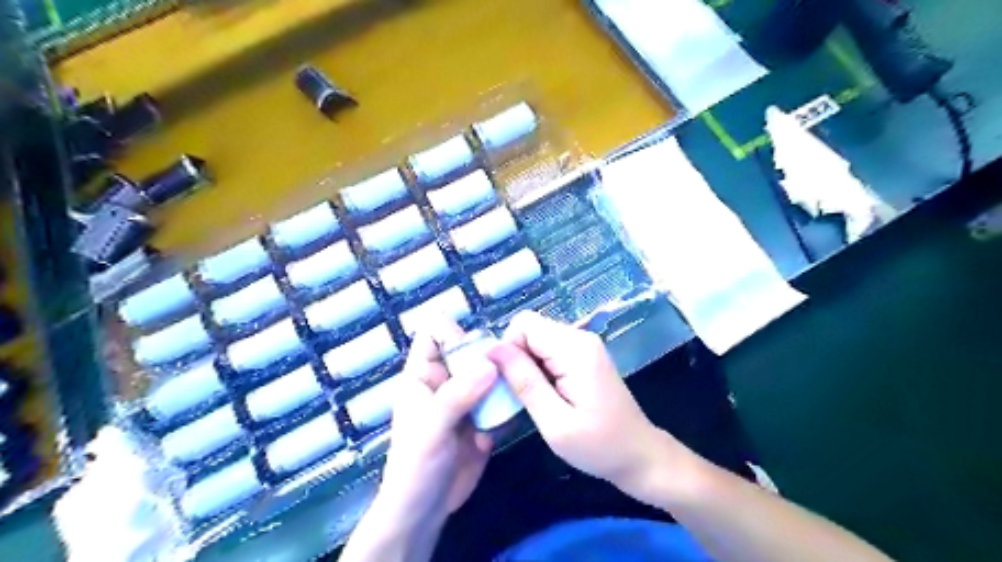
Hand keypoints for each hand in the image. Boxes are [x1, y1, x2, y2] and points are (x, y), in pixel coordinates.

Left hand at [375, 318, 496, 529]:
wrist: (424, 512)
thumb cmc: (415, 466)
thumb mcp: (432, 427)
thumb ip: (458, 395)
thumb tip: (491, 363)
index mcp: (423, 375)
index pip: (434, 334)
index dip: (454, 332)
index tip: (478, 348)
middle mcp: (446, 381)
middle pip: (470, 350)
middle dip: (490, 354)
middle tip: (511, 366)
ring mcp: (466, 400)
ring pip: (489, 373)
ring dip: (504, 379)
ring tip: (517, 389)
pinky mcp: (483, 419)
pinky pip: (500, 400)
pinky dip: (509, 404)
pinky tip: (511, 417)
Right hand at [489, 311, 690, 496]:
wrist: (639, 455)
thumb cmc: (598, 446)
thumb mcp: (554, 422)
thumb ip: (524, 381)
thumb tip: (491, 348)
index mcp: (575, 349)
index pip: (524, 323)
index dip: (508, 349)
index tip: (510, 383)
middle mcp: (580, 337)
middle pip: (530, 329)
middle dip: (516, 358)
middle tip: (521, 395)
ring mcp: (584, 344)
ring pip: (536, 339)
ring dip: (527, 365)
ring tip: (535, 398)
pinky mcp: (584, 354)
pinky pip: (548, 349)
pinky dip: (539, 368)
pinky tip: (547, 394)